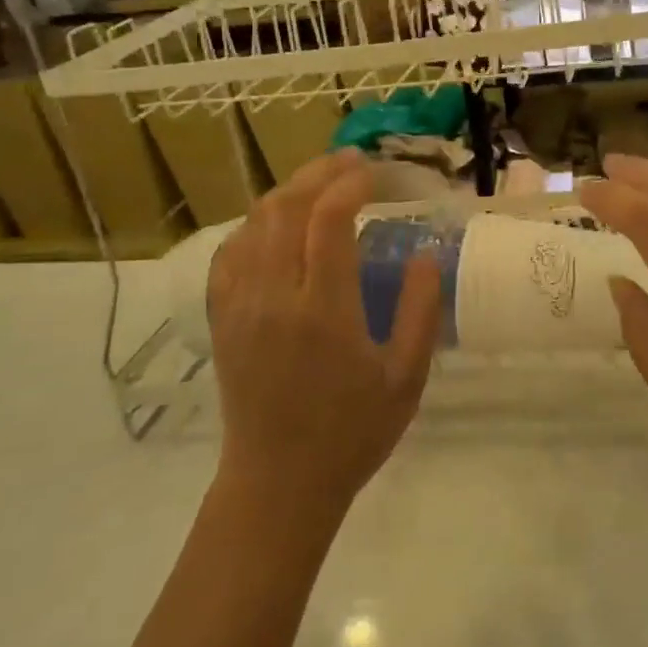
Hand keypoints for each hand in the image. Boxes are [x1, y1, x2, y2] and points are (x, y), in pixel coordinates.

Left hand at [206, 150, 441, 516]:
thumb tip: (425, 254)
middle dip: (319, 172)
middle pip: (286, 207)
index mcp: (323, 310)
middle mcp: (274, 296)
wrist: (278, 484)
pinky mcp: (223, 317)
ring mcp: (241, 305)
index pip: (329, 218)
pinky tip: (277, 224)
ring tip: (320, 183)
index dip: (352, 183)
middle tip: (351, 162)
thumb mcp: (405, 378)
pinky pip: (231, 251)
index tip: (375, 173)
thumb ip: (420, 310)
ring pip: (255, 222)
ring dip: (288, 191)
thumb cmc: (351, 433)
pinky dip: (257, 224)